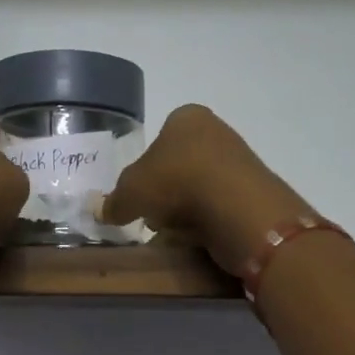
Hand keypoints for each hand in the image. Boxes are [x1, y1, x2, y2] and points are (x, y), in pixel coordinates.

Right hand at [99, 105, 312, 274]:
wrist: (238, 208)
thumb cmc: (177, 182)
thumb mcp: (130, 192)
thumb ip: (113, 201)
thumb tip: (101, 211)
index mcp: (187, 117)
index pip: (159, 139)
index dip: (144, 169)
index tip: (139, 195)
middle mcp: (216, 131)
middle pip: (179, 166)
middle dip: (165, 193)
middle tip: (153, 216)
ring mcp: (239, 161)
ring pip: (199, 188)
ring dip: (185, 210)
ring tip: (174, 231)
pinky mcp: (253, 192)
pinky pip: (219, 207)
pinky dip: (207, 222)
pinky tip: (197, 237)